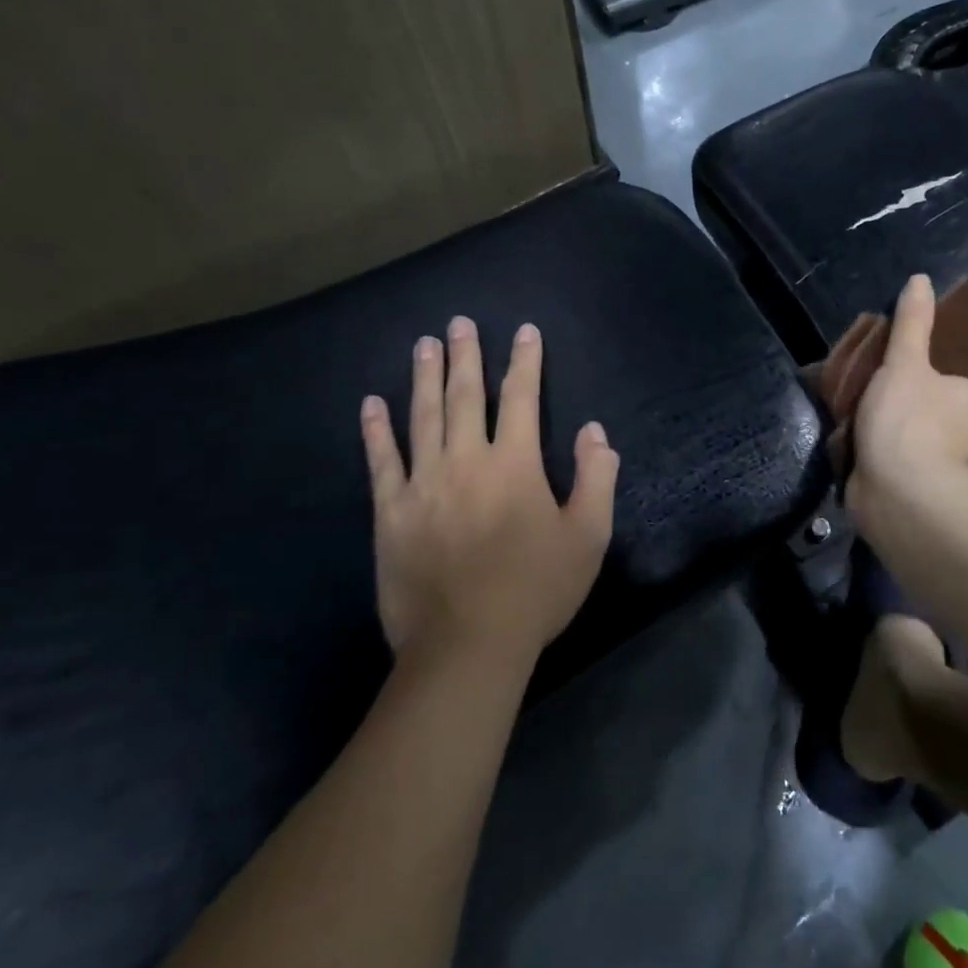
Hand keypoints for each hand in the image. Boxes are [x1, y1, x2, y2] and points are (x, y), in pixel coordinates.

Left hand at [359, 316, 617, 668]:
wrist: (467, 644)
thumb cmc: (536, 589)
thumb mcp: (588, 536)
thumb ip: (596, 478)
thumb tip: (594, 431)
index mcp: (515, 465)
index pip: (522, 399)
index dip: (525, 362)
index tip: (525, 331)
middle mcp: (467, 461)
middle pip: (466, 396)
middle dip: (467, 356)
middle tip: (460, 323)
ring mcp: (423, 484)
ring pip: (423, 417)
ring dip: (425, 378)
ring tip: (424, 345)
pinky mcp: (391, 512)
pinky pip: (381, 461)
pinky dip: (376, 430)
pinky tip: (371, 404)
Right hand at [848, 274, 967, 530]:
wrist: (897, 485)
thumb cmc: (910, 415)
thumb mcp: (905, 361)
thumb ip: (912, 324)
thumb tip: (921, 277)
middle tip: (964, 445)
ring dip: (967, 479)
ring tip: (935, 466)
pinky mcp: (938, 516)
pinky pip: (942, 505)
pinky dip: (932, 497)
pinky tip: (908, 487)